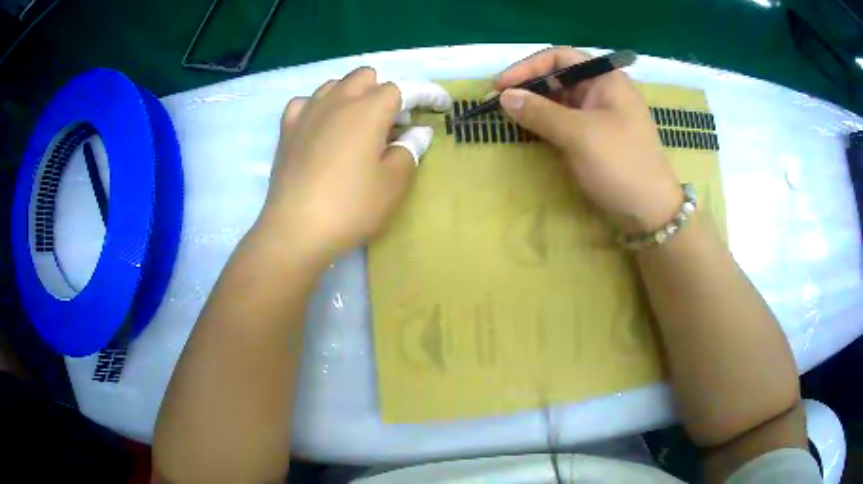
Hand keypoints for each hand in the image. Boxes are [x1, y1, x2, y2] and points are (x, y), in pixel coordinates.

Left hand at [258, 68, 450, 263]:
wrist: (295, 230)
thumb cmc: (351, 207)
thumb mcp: (393, 183)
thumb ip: (410, 150)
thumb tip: (418, 132)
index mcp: (368, 110)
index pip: (404, 88)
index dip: (426, 94)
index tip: (440, 105)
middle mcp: (337, 101)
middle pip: (366, 77)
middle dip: (384, 92)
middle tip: (391, 124)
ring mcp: (308, 112)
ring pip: (334, 84)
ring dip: (352, 95)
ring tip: (356, 125)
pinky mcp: (287, 129)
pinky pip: (305, 102)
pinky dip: (319, 108)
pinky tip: (321, 127)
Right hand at [496, 47, 681, 230]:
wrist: (649, 212)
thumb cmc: (620, 164)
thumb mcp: (579, 134)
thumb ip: (540, 111)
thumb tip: (504, 96)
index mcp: (605, 78)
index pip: (560, 57)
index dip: (528, 67)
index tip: (501, 85)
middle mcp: (602, 91)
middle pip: (558, 77)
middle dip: (529, 86)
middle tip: (500, 102)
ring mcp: (599, 114)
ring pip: (560, 100)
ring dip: (535, 105)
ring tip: (508, 115)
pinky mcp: (595, 137)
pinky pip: (565, 120)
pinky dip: (545, 122)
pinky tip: (529, 129)